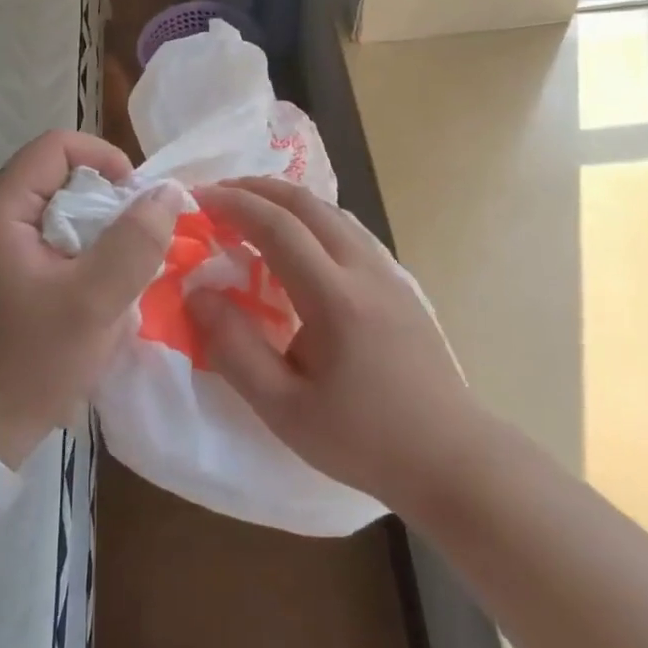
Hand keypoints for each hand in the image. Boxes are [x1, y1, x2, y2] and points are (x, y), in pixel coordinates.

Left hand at [0, 131, 180, 467]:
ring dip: (102, 230)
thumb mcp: (94, 300)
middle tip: (140, 238)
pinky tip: (105, 287)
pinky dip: (87, 252)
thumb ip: (135, 242)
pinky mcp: (10, 271)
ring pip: (63, 209)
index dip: (105, 158)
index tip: (138, 198)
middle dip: (108, 199)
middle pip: (61, 175)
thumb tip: (169, 193)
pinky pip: (57, 239)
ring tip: (127, 266)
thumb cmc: (32, 360)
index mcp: (1, 209)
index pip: (57, 146)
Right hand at [187, 178, 472, 512]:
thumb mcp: (284, 409)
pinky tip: (299, 241)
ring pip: (333, 212)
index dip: (234, 205)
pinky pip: (350, 231)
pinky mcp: (400, 284)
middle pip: (307, 204)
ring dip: (286, 201)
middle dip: (257, 190)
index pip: (278, 227)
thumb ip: (235, 349)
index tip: (197, 199)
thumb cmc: (364, 440)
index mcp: (336, 298)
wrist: (451, 457)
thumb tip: (198, 295)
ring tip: (251, 211)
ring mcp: (389, 273)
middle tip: (216, 195)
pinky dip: (312, 218)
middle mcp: (365, 270)